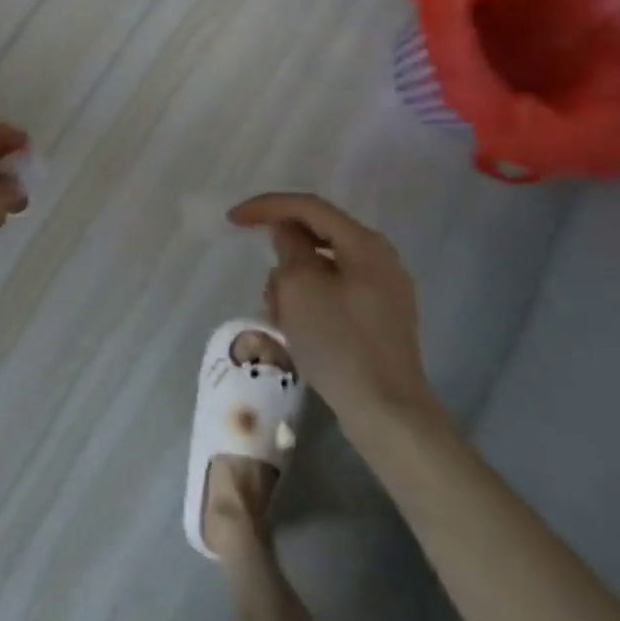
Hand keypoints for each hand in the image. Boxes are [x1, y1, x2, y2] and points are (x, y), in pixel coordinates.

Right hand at [228, 193, 446, 447]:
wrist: (387, 414)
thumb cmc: (338, 342)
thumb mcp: (300, 286)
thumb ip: (289, 246)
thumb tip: (287, 231)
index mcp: (364, 243)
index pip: (308, 206)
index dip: (266, 206)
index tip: (232, 221)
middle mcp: (380, 259)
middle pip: (317, 236)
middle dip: (282, 256)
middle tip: (266, 286)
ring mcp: (384, 291)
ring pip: (323, 267)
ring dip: (294, 283)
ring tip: (279, 316)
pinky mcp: (380, 320)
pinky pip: (335, 293)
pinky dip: (310, 300)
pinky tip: (296, 329)